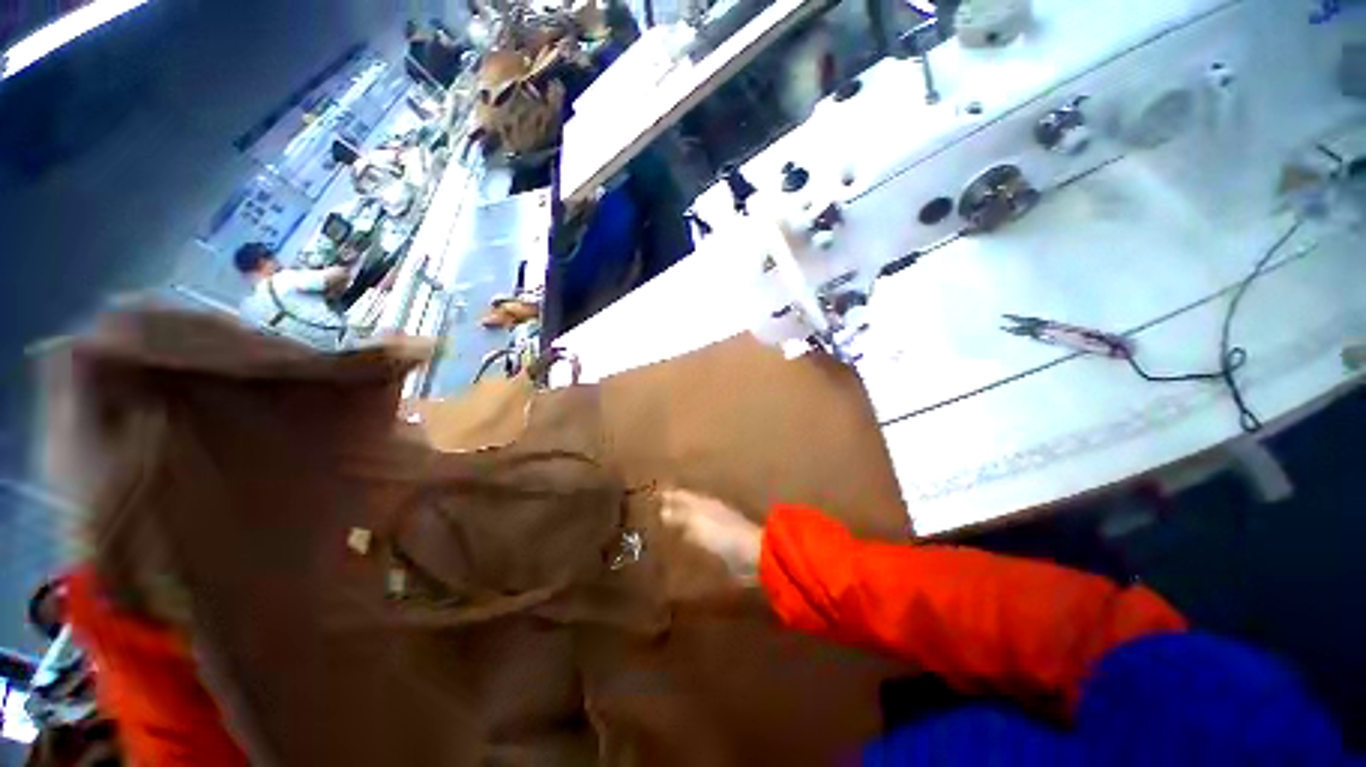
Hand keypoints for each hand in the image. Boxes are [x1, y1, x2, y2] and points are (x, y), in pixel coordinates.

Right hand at [660, 489, 761, 582]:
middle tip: (658, 509)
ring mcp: (718, 526)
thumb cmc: (722, 534)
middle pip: (689, 505)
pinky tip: (686, 544)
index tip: (656, 494)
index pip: (682, 495)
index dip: (670, 495)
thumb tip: (663, 510)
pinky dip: (693, 536)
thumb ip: (680, 516)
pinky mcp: (723, 544)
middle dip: (675, 506)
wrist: (753, 554)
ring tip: (668, 526)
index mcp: (704, 502)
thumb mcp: (697, 522)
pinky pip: (702, 536)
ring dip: (684, 521)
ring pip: (696, 519)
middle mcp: (710, 510)